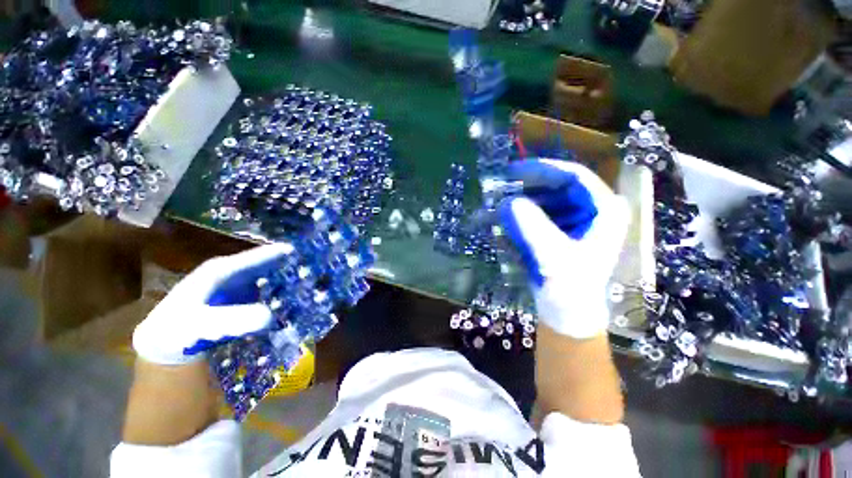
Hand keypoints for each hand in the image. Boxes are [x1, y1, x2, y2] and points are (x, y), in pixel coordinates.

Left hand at [133, 244, 294, 364]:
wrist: (166, 344)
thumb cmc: (179, 330)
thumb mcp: (203, 325)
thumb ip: (234, 319)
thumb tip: (270, 315)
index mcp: (221, 270)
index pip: (253, 257)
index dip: (275, 253)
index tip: (297, 250)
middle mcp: (231, 273)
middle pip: (263, 264)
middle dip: (285, 264)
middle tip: (309, 266)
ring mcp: (236, 285)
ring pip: (265, 276)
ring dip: (283, 278)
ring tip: (306, 280)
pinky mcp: (240, 298)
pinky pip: (263, 290)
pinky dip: (277, 292)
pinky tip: (290, 298)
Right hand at [499, 159, 629, 337]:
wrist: (567, 311)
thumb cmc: (569, 286)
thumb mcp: (552, 256)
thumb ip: (533, 227)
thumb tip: (509, 201)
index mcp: (604, 210)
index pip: (575, 177)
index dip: (543, 170)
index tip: (514, 170)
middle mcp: (593, 209)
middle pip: (558, 186)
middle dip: (528, 188)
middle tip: (501, 189)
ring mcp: (577, 219)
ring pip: (546, 199)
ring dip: (522, 202)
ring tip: (500, 206)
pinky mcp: (562, 228)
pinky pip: (540, 212)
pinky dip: (522, 214)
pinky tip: (507, 219)